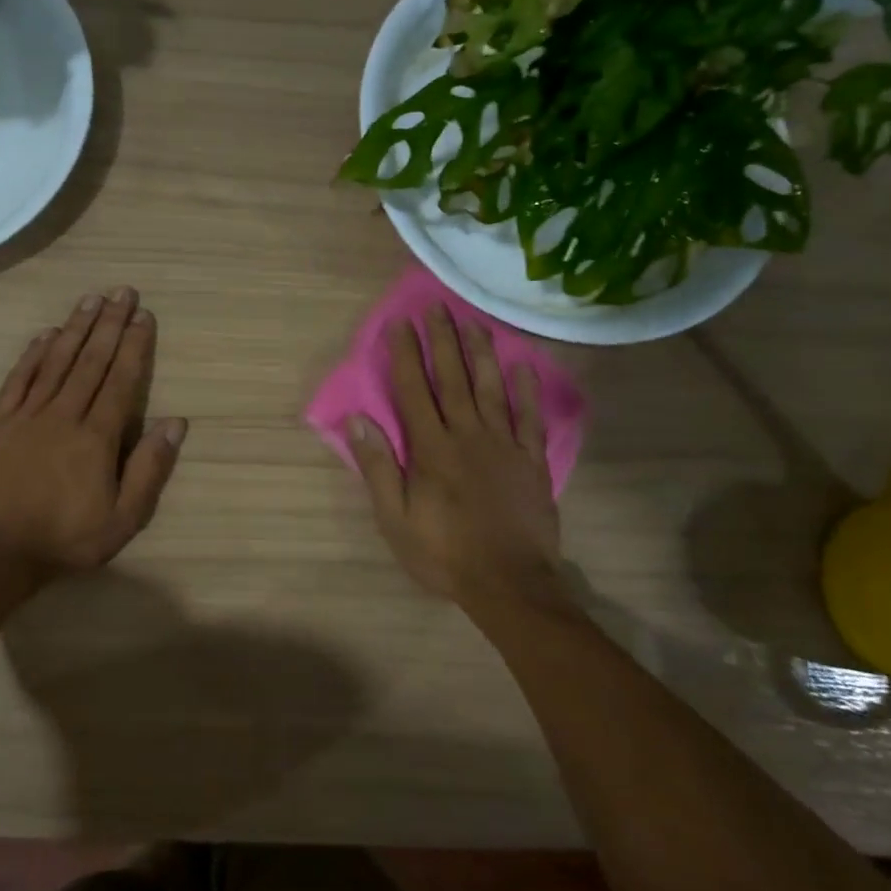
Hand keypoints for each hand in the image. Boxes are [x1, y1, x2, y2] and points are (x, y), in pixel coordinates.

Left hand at [0, 288, 185, 577]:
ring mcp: (29, 416)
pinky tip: (45, 334)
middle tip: (122, 291)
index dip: (134, 345)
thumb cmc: (67, 538)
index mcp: (97, 436)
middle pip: (91, 360)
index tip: (143, 315)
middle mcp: (65, 415)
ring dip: (75, 328)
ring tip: (91, 299)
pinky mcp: (1, 423)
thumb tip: (176, 423)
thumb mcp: (123, 518)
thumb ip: (149, 468)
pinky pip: (20, 379)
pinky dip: (33, 354)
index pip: (121, 379)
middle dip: (109, 323)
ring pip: (57, 361)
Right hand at [346, 305, 559, 613]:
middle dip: (442, 341)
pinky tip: (523, 367)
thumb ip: (378, 466)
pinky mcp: (531, 461)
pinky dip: (527, 391)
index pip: (414, 390)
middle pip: (452, 379)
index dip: (406, 355)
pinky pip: (530, 418)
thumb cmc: (444, 553)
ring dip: (481, 353)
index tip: (401, 323)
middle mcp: (467, 436)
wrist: (510, 583)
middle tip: (437, 307)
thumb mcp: (394, 518)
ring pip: (491, 389)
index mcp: (431, 449)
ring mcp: (504, 446)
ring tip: (474, 323)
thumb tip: (358, 419)